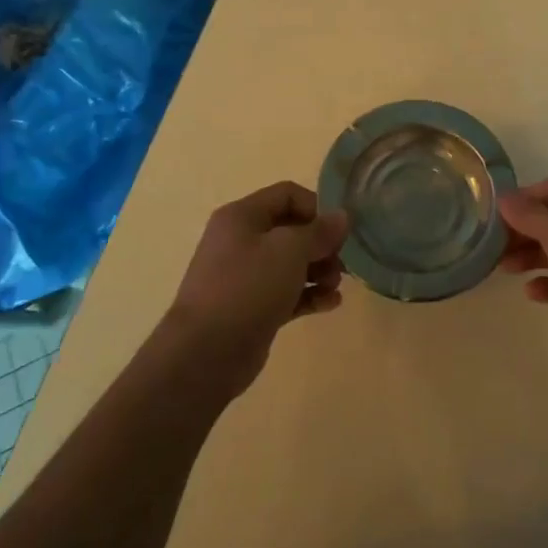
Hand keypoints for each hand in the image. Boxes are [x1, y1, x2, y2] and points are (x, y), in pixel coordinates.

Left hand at [164, 181, 348, 397]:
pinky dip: (309, 295)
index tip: (339, 231)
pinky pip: (287, 293)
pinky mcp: (252, 308)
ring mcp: (245, 277)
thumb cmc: (247, 287)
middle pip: (291, 230)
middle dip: (321, 244)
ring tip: (335, 286)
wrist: (205, 353)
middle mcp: (241, 241)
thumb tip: (342, 217)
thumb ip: (319, 231)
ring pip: (291, 263)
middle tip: (341, 263)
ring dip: (319, 271)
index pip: (287, 194)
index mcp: (242, 216)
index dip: (317, 207)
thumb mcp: (289, 250)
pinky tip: (331, 304)